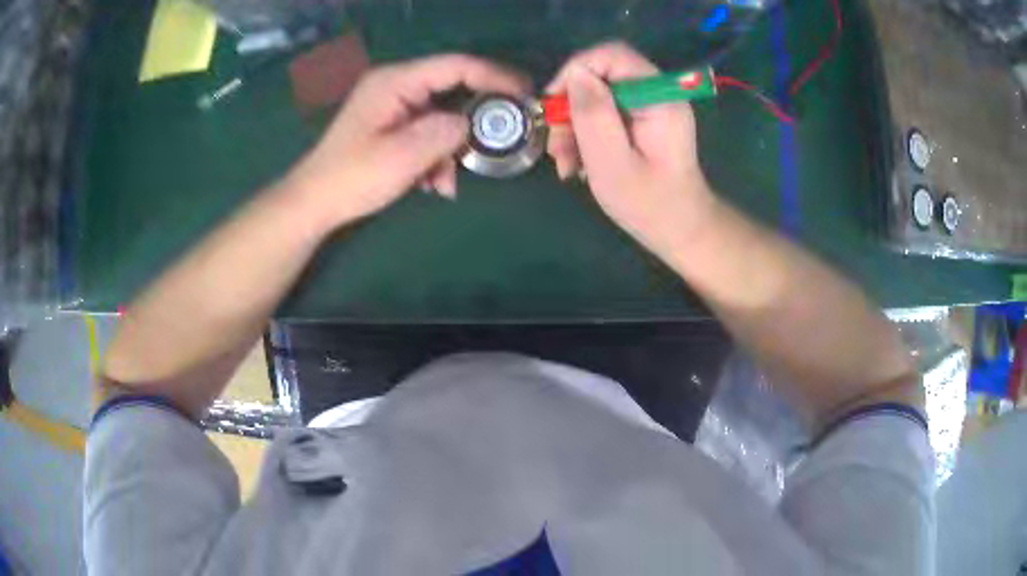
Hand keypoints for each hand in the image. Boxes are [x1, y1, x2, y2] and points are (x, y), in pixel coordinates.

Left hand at [286, 54, 528, 228]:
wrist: (315, 202)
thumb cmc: (352, 178)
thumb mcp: (402, 156)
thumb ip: (443, 132)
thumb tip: (470, 122)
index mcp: (396, 82)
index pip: (456, 66)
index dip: (494, 76)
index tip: (524, 93)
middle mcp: (396, 85)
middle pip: (452, 89)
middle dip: (473, 120)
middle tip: (499, 140)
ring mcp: (394, 104)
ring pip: (442, 115)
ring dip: (451, 148)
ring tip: (445, 182)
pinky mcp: (392, 124)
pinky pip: (427, 130)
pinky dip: (436, 155)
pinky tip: (432, 183)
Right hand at [546, 42, 715, 258]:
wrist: (681, 231)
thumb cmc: (650, 206)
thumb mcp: (612, 163)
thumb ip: (593, 115)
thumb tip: (575, 75)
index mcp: (659, 98)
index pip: (612, 55)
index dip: (576, 70)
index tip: (553, 104)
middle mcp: (657, 94)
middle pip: (601, 76)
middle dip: (571, 107)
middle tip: (557, 146)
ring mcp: (650, 107)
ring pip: (597, 96)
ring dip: (573, 126)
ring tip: (566, 164)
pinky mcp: (642, 120)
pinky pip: (605, 113)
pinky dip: (585, 134)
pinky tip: (578, 163)